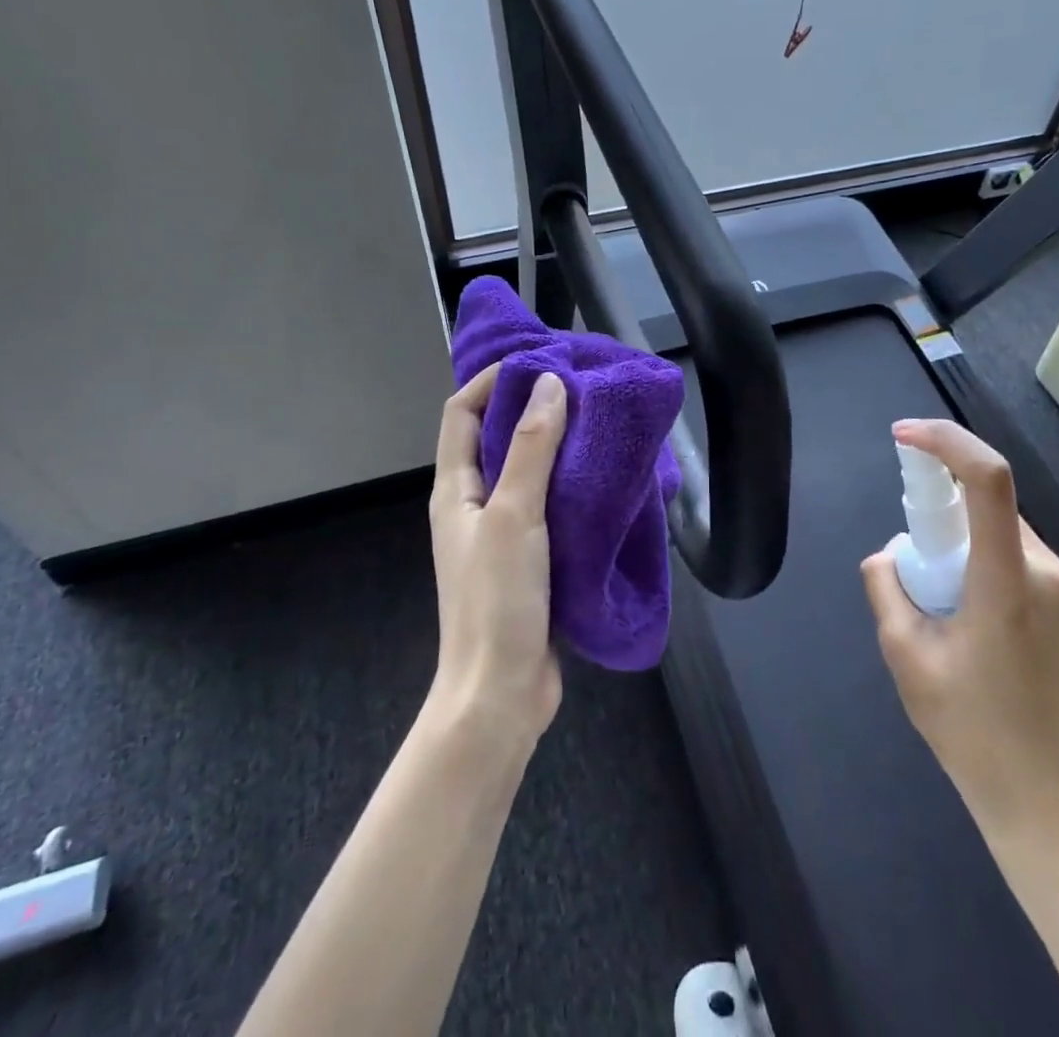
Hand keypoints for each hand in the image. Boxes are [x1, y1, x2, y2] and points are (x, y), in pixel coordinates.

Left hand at [428, 364, 567, 747]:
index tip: (539, 362)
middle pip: (495, 438)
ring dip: (554, 445)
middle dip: (531, 407)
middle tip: (579, 386)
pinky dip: (569, 485)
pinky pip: (547, 505)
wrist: (500, 695)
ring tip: (597, 423)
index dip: (493, 381)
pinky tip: (603, 479)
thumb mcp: (514, 515)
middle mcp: (473, 505)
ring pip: (525, 472)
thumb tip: (548, 384)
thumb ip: (532, 449)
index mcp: (455, 489)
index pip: (463, 413)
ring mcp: (500, 534)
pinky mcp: (528, 559)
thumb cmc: (498, 601)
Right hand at [862, 420, 1058, 845]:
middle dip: (940, 498)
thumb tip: (890, 553)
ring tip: (932, 591)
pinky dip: (979, 553)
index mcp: (1007, 581)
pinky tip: (961, 605)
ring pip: (1002, 526)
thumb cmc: (970, 730)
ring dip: (959, 532)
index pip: (988, 480)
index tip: (902, 436)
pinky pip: (1015, 553)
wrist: (1044, 800)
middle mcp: (1047, 572)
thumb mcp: (904, 655)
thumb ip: (886, 587)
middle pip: (990, 499)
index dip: (945, 441)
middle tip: (907, 543)